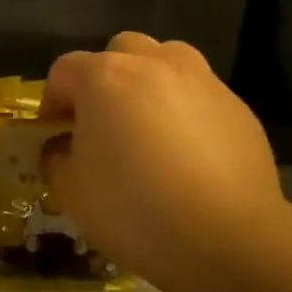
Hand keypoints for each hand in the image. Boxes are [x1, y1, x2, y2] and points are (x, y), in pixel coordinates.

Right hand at [40, 32, 286, 277]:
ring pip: (166, 62)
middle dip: (105, 80)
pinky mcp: (238, 107)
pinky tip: (189, 155)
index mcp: (104, 77)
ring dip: (150, 84)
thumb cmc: (134, 209)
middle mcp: (153, 65)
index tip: (55, 135)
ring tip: (150, 128)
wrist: (228, 239)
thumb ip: (55, 157)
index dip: (53, 102)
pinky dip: (187, 112)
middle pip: (119, 52)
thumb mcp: (71, 191)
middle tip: (103, 123)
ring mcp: (201, 81)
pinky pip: (200, 96)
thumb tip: (63, 147)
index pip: (64, 71)